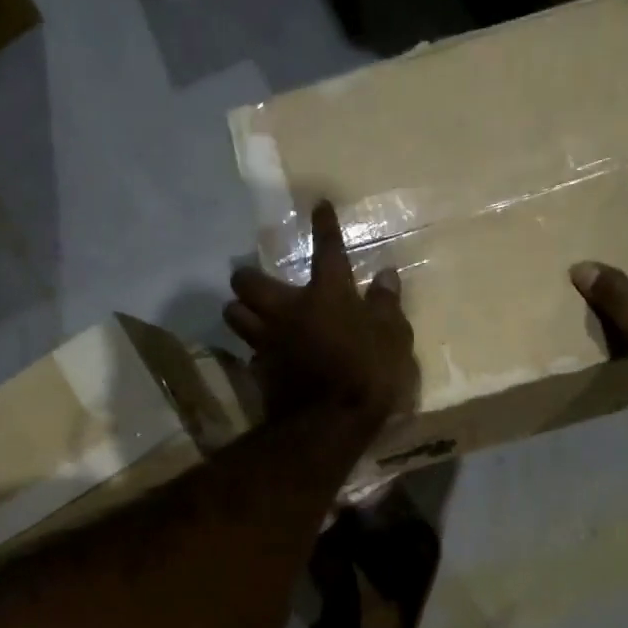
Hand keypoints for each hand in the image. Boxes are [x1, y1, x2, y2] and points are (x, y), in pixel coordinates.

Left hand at [224, 201, 417, 430]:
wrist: (330, 423)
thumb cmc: (368, 375)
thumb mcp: (393, 338)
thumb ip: (387, 305)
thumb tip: (386, 275)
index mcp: (326, 294)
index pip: (327, 250)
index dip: (324, 226)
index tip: (318, 205)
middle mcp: (288, 310)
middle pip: (248, 282)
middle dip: (247, 278)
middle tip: (256, 282)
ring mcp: (268, 341)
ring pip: (234, 315)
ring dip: (239, 312)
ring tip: (249, 316)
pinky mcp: (260, 371)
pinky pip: (248, 353)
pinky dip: (254, 352)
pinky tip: (263, 357)